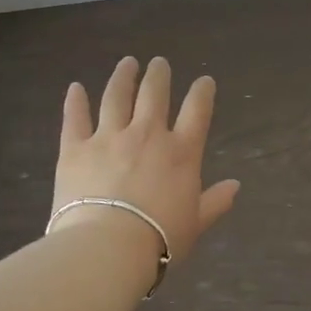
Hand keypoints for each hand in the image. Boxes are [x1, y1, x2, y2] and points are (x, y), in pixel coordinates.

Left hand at [54, 57, 240, 261]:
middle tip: (158, 63)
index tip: (204, 81)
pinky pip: (75, 118)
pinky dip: (75, 101)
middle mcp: (147, 135)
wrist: (107, 248)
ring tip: (127, 63)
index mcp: (181, 152)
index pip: (196, 112)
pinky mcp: (75, 148)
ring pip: (116, 97)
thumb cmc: (159, 239)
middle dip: (158, 75)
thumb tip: (235, 185)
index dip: (202, 93)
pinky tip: (75, 87)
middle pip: (154, 94)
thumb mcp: (195, 223)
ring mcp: (108, 137)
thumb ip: (215, 201)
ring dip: (122, 77)